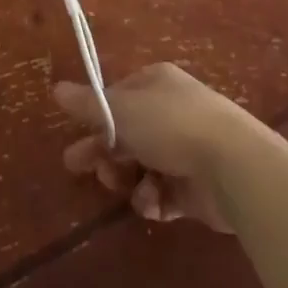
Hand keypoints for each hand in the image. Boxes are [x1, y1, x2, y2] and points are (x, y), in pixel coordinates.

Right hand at [55, 63, 259, 229]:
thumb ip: (88, 105)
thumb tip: (56, 88)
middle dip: (105, 152)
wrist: (232, 165)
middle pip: (128, 133)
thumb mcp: (123, 111)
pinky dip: (154, 200)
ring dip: (129, 179)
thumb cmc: (172, 125)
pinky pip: (163, 194)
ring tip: (126, 189)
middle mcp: (170, 111)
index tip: (77, 137)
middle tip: (79, 169)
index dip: (97, 118)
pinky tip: (153, 203)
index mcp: (155, 83)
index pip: (118, 97)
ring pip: (143, 166)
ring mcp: (185, 148)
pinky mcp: (196, 187)